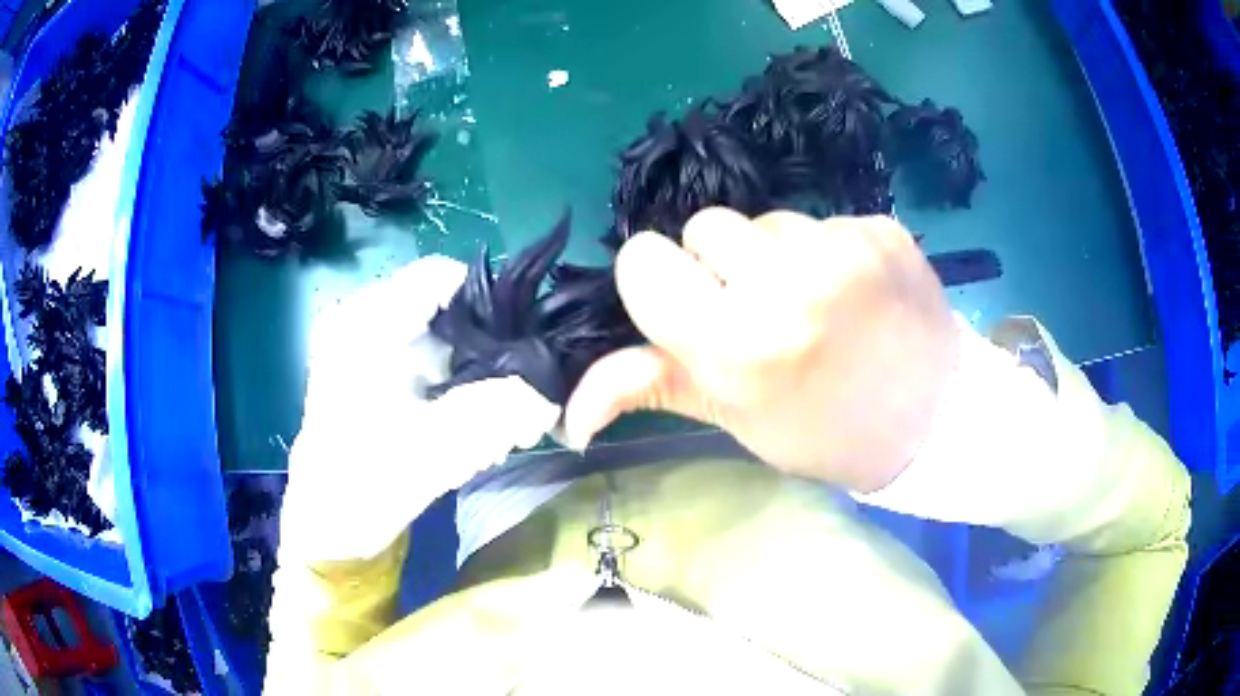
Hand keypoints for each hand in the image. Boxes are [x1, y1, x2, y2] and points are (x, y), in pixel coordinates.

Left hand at [279, 257, 559, 563]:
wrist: (326, 529)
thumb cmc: (362, 487)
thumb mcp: (431, 451)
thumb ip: (494, 416)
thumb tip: (549, 396)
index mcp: (364, 325)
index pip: (442, 276)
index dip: (490, 304)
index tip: (523, 351)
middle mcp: (362, 322)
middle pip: (445, 309)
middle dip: (488, 351)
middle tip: (518, 399)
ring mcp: (365, 348)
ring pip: (441, 339)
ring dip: (476, 377)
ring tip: (499, 422)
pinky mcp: (372, 374)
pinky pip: (428, 363)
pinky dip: (457, 389)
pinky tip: (471, 428)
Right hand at [564, 208, 958, 492]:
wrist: (934, 422)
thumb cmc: (826, 432)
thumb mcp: (735, 418)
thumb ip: (648, 390)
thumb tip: (566, 414)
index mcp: (738, 347)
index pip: (643, 259)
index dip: (660, 283)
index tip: (694, 309)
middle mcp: (788, 284)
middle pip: (704, 226)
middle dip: (720, 266)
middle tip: (763, 313)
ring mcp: (844, 247)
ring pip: (766, 220)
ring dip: (776, 255)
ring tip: (816, 303)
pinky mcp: (882, 228)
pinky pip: (822, 218)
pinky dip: (827, 249)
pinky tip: (856, 291)